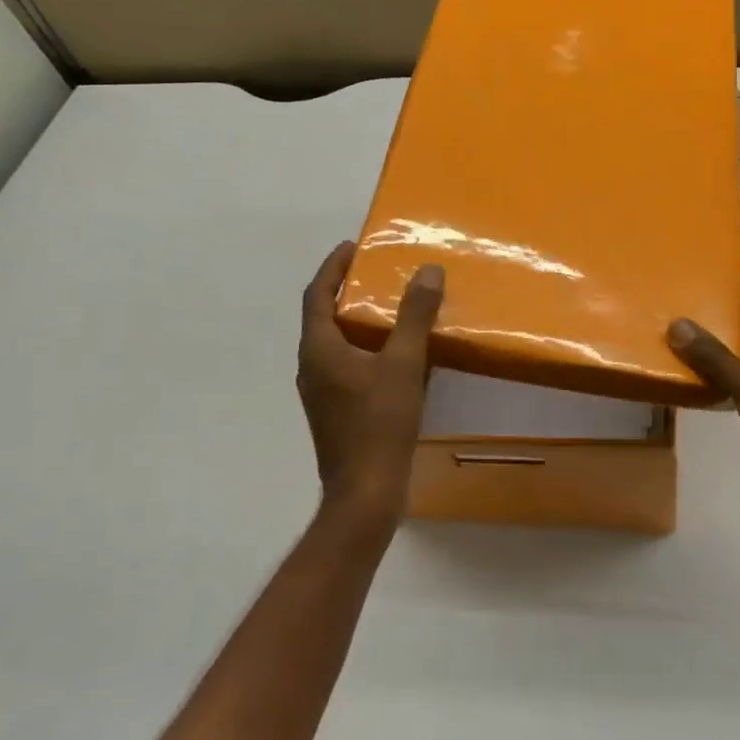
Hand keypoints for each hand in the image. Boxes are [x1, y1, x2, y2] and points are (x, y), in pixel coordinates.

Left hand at [297, 242, 443, 526]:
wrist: (366, 492)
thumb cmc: (379, 424)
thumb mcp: (404, 364)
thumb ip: (414, 316)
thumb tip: (427, 270)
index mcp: (319, 350)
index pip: (316, 295)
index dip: (333, 267)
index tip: (353, 246)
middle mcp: (312, 367)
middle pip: (323, 317)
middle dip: (347, 291)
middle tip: (379, 274)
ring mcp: (322, 392)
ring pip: (336, 343)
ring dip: (358, 321)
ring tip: (392, 309)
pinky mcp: (336, 411)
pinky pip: (347, 365)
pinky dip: (366, 348)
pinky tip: (397, 356)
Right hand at [668, 272, 739, 542]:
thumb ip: (715, 357)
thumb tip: (678, 324)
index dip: (738, 280)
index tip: (705, 263)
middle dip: (716, 312)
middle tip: (674, 296)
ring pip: (739, 356)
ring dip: (711, 346)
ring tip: (669, 329)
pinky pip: (735, 384)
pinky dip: (713, 377)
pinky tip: (684, 373)